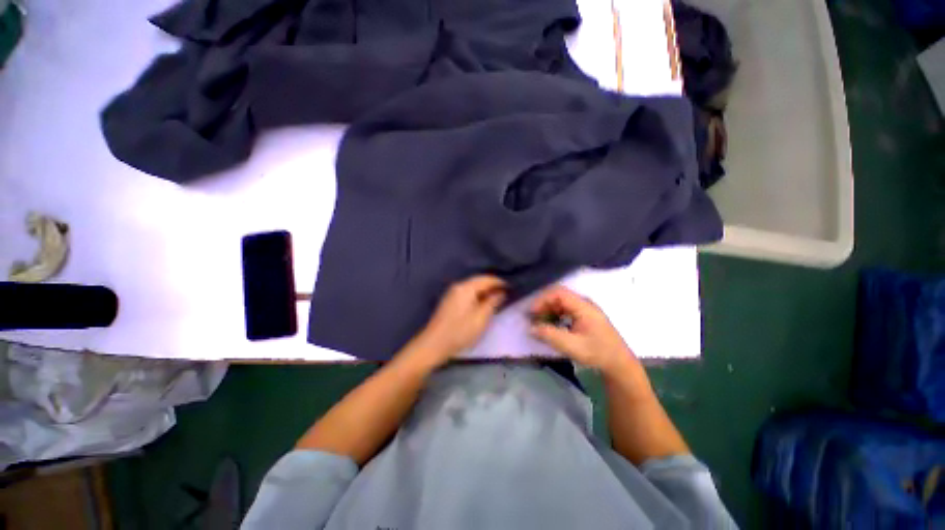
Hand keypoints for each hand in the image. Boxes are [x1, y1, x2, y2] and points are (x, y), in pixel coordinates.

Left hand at [412, 275, 506, 364]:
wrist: (434, 344)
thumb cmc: (460, 331)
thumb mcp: (480, 318)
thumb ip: (492, 303)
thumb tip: (501, 292)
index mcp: (466, 288)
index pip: (486, 279)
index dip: (500, 282)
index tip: (512, 287)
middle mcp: (458, 286)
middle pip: (478, 281)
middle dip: (492, 286)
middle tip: (506, 293)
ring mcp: (452, 293)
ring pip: (472, 287)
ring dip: (485, 291)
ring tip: (497, 299)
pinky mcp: (449, 301)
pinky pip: (467, 293)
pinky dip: (477, 296)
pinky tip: (483, 304)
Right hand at [529, 286, 638, 375]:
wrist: (619, 365)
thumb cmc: (597, 353)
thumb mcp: (572, 346)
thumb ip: (550, 335)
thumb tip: (530, 328)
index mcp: (583, 306)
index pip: (558, 293)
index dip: (542, 300)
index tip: (531, 312)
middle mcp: (584, 303)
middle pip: (558, 296)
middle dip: (543, 305)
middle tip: (532, 318)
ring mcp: (585, 309)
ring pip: (561, 303)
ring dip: (548, 311)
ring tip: (539, 323)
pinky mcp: (584, 317)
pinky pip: (565, 310)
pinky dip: (554, 315)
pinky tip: (550, 326)